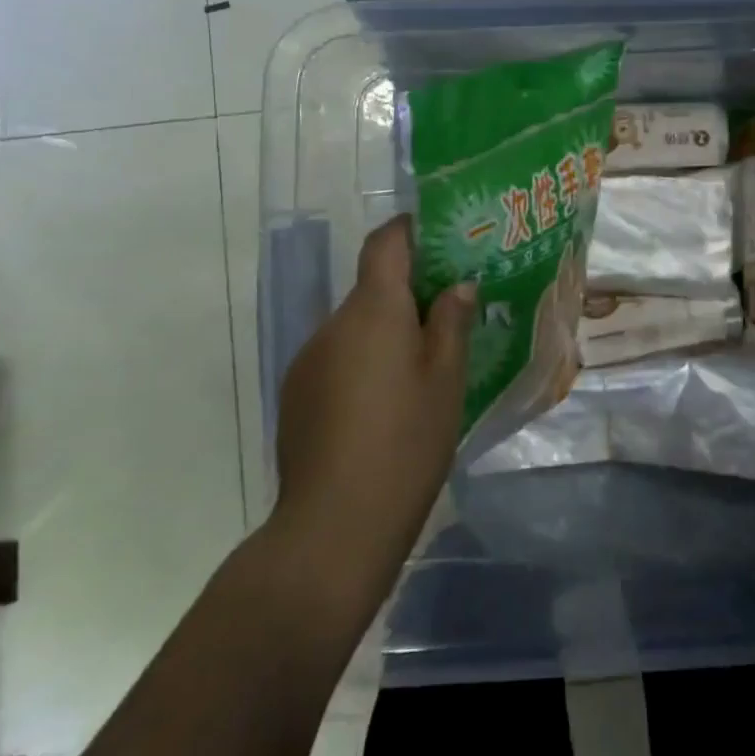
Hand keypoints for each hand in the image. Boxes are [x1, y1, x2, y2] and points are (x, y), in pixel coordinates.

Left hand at [265, 215, 474, 615]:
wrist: (334, 526)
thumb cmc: (406, 443)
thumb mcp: (446, 380)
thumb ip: (452, 323)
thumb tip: (458, 286)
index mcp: (373, 311)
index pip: (384, 243)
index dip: (410, 229)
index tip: (442, 236)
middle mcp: (333, 325)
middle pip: (372, 287)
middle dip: (410, 290)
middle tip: (452, 312)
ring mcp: (308, 361)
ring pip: (355, 326)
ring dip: (387, 330)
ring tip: (424, 365)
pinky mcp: (296, 395)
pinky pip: (338, 358)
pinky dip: (365, 361)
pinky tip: (387, 403)